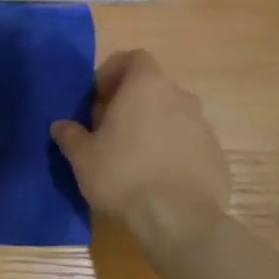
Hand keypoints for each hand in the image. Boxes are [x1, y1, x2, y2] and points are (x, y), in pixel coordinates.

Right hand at [51, 50, 229, 250]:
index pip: (133, 58)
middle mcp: (180, 97)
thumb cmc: (123, 176)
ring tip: (132, 159)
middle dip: (130, 104)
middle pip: (152, 89)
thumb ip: (70, 135)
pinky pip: (188, 145)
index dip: (113, 73)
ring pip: (172, 117)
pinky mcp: (216, 156)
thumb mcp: (82, 157)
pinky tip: (157, 180)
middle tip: (108, 132)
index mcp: (146, 86)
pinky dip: (172, 153)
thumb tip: (62, 126)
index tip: (97, 99)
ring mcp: (203, 127)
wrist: (179, 220)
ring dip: (152, 129)